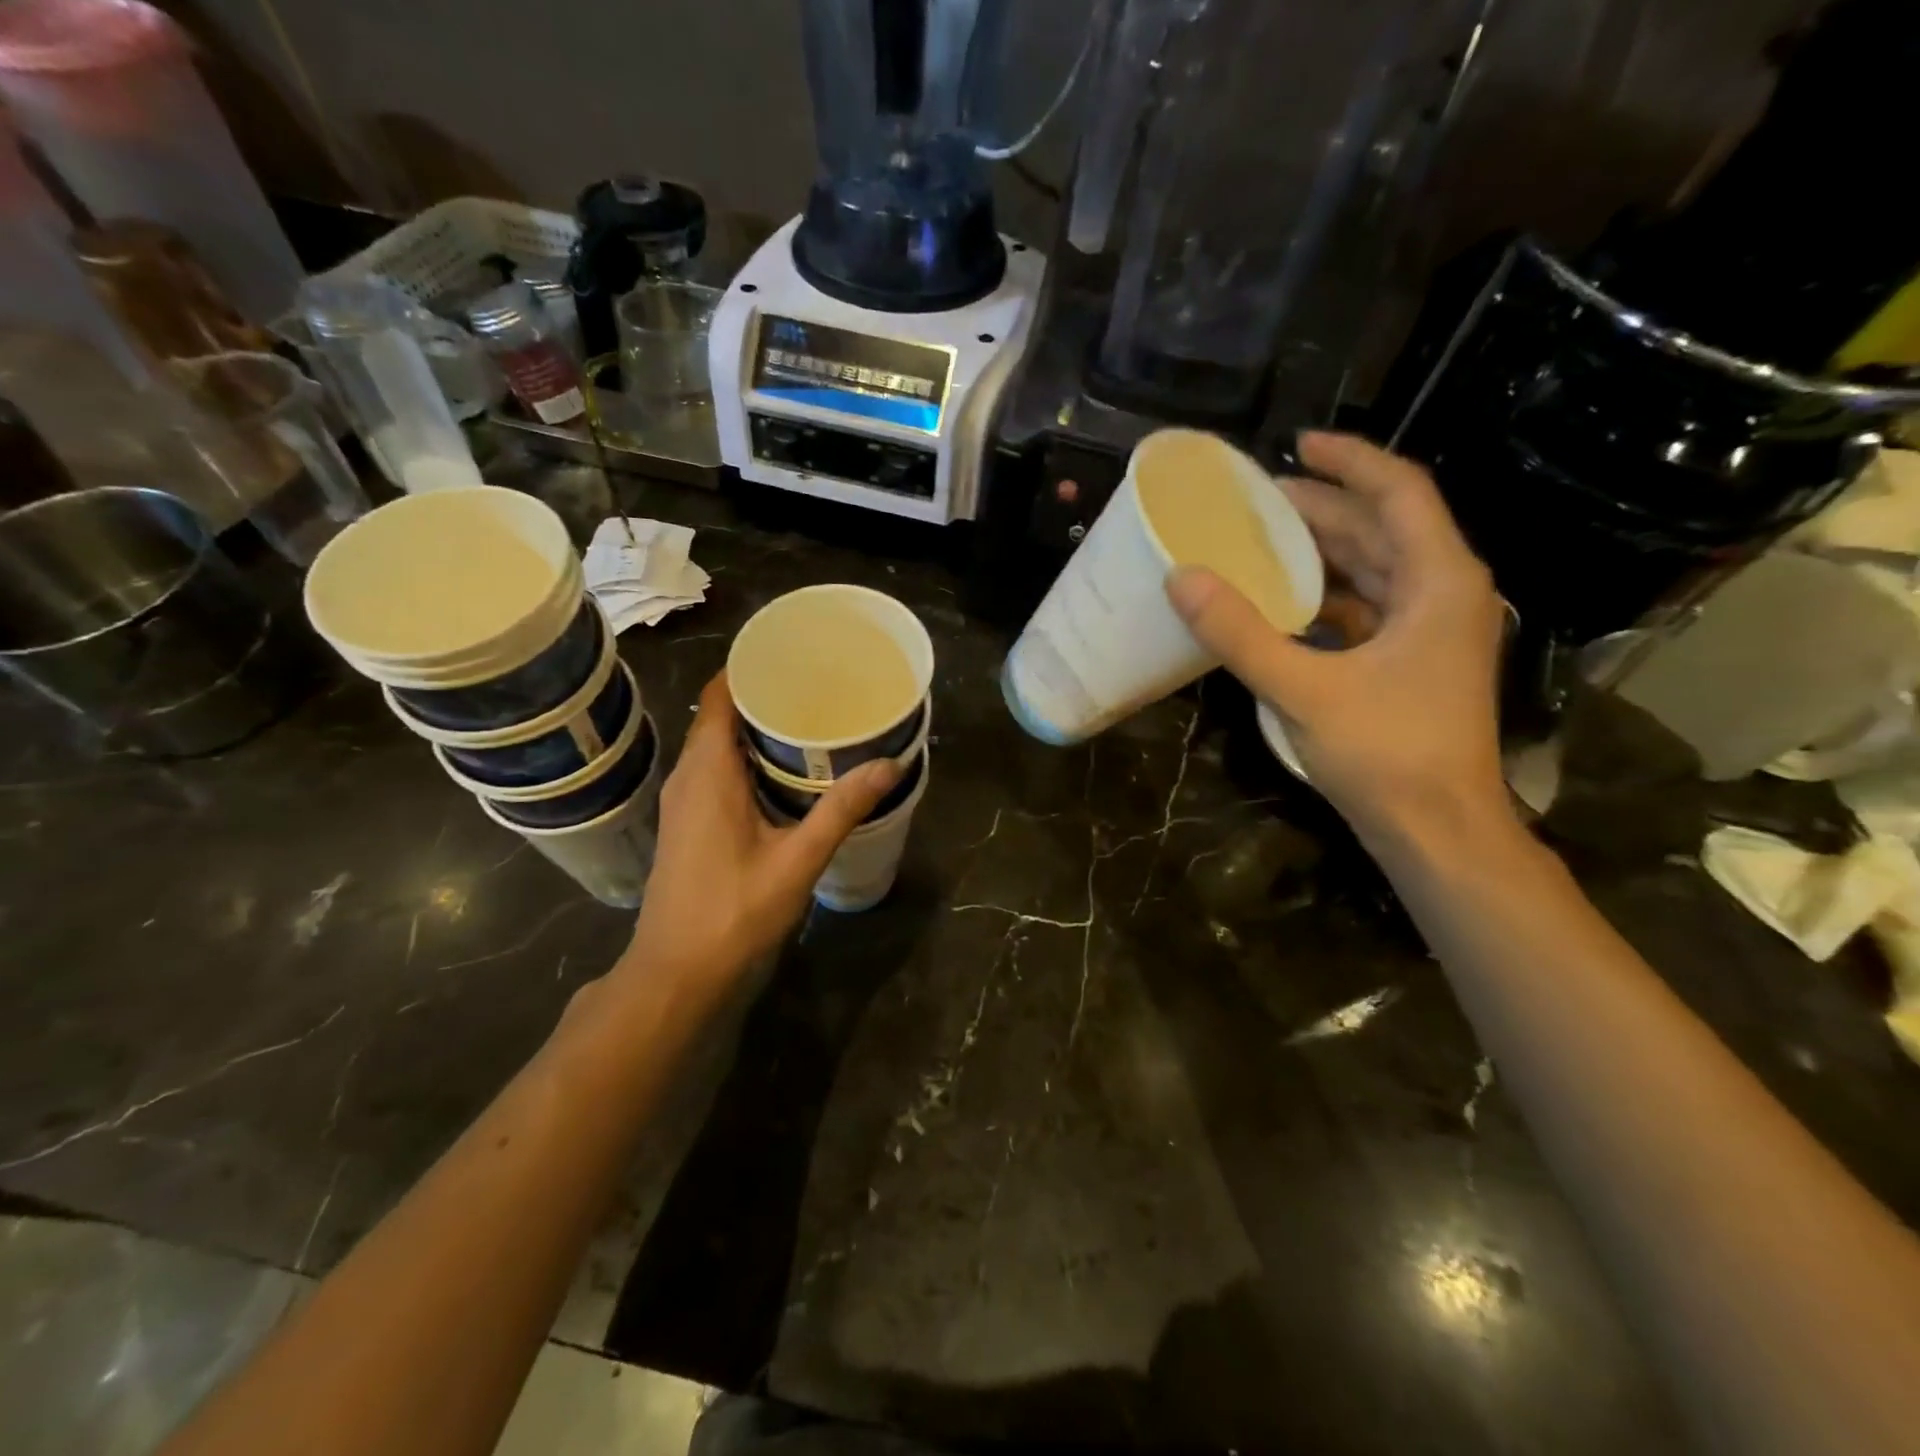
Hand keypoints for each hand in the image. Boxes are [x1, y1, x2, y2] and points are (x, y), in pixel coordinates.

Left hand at [622, 672, 898, 992]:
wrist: (676, 974)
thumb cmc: (733, 913)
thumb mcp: (797, 860)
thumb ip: (841, 810)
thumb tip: (890, 764)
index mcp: (707, 772)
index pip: (719, 695)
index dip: (750, 668)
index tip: (794, 655)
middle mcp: (688, 776)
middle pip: (721, 716)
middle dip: (765, 696)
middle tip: (819, 688)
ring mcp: (684, 802)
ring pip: (718, 745)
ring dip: (757, 729)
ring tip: (810, 721)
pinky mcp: (688, 823)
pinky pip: (716, 770)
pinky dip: (747, 758)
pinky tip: (786, 772)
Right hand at [1166, 431, 1509, 845]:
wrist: (1437, 830)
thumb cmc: (1385, 753)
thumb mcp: (1303, 689)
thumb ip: (1241, 633)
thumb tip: (1181, 579)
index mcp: (1439, 580)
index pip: (1398, 492)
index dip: (1349, 460)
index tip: (1295, 444)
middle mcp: (1444, 592)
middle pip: (1381, 527)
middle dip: (1321, 508)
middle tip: (1254, 500)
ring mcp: (1430, 629)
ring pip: (1374, 568)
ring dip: (1320, 552)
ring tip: (1259, 541)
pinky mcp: (1410, 662)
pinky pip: (1366, 607)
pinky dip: (1324, 596)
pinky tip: (1280, 601)